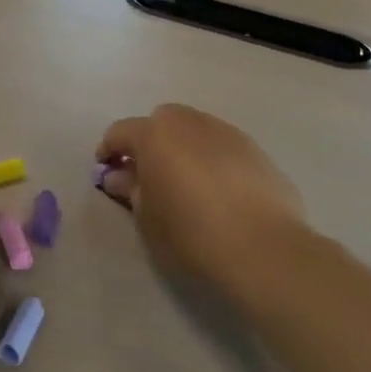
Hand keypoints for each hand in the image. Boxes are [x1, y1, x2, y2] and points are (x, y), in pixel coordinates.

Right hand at [96, 105, 307, 293]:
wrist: (264, 250)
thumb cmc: (191, 234)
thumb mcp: (146, 218)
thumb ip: (130, 190)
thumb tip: (121, 176)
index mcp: (156, 134)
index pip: (120, 132)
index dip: (108, 151)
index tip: (106, 172)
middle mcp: (191, 123)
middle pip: (161, 122)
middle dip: (149, 142)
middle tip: (146, 174)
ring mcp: (228, 133)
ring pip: (195, 131)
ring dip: (183, 148)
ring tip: (184, 182)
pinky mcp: (257, 151)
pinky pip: (222, 147)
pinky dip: (212, 160)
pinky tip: (217, 191)